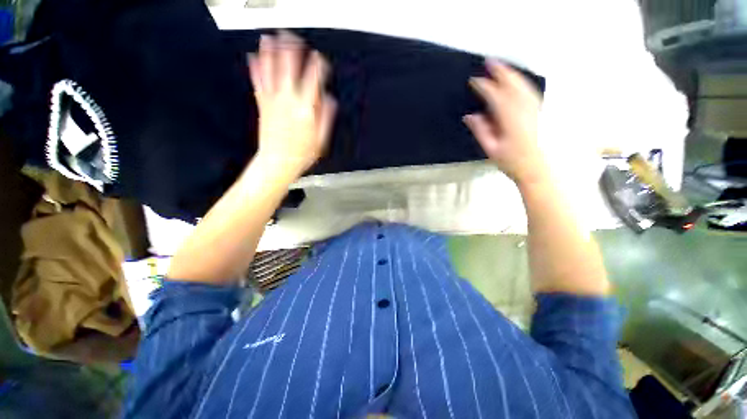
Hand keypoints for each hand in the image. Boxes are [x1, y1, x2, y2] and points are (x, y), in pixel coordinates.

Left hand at [249, 31, 336, 178]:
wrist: (277, 162)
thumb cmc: (302, 153)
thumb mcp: (321, 139)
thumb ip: (326, 117)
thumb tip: (330, 99)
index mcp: (306, 109)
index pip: (313, 81)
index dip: (317, 67)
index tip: (320, 58)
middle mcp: (288, 100)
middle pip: (289, 69)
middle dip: (291, 50)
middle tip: (291, 35)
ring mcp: (273, 101)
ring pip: (271, 72)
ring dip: (270, 53)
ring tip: (270, 38)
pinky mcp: (262, 105)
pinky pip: (258, 83)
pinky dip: (255, 69)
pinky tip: (252, 57)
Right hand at [464, 60, 545, 184]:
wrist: (539, 169)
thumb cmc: (513, 161)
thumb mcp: (491, 148)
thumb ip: (481, 130)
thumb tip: (470, 116)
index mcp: (510, 117)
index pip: (495, 95)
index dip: (483, 86)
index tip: (474, 80)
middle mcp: (524, 108)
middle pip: (512, 83)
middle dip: (500, 71)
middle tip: (489, 61)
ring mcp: (535, 107)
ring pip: (523, 84)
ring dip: (511, 74)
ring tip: (501, 67)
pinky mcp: (540, 110)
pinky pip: (529, 90)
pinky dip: (521, 82)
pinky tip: (516, 81)